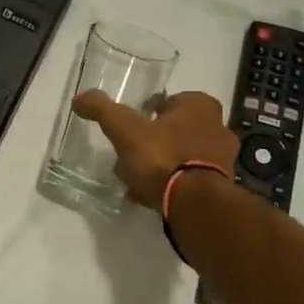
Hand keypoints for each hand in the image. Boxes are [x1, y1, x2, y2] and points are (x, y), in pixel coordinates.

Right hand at [71, 89, 238, 208]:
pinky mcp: (220, 190)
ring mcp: (223, 161)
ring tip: (135, 180)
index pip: (171, 100)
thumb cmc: (163, 157)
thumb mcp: (125, 128)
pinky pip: (188, 182)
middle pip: (177, 130)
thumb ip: (103, 109)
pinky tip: (150, 197)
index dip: (150, 111)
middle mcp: (218, 129)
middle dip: (154, 141)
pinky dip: (171, 186)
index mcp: (200, 106)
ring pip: (183, 157)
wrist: (196, 206)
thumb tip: (80, 98)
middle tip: (130, 153)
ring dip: (162, 165)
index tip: (132, 126)